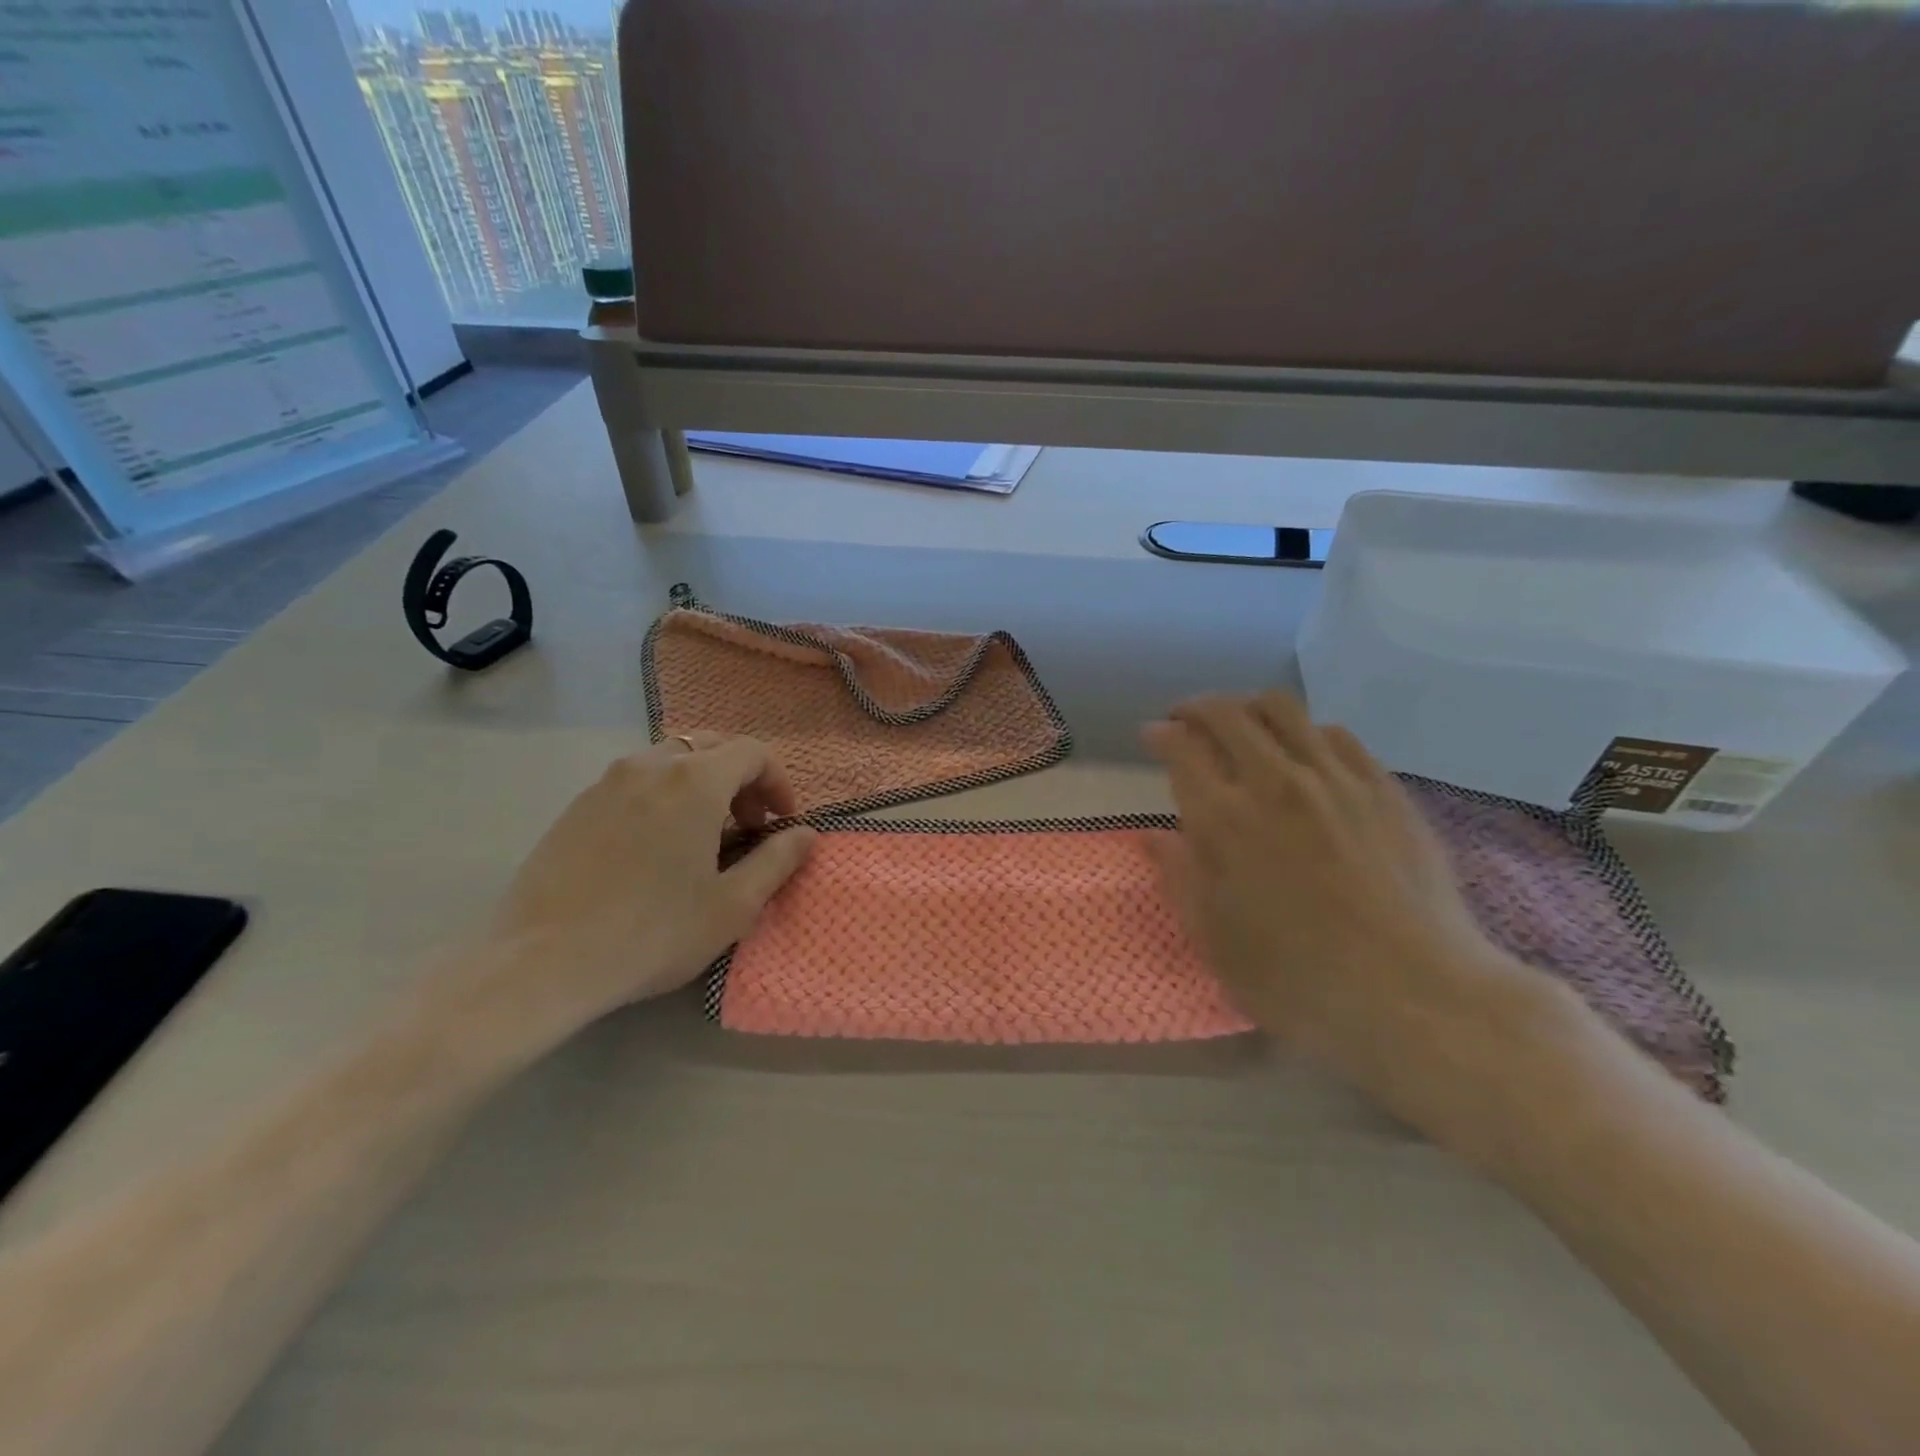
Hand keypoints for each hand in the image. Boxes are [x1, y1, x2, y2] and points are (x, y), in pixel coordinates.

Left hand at [474, 733, 815, 1044]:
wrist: (540, 961)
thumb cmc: (652, 933)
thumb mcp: (733, 905)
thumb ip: (778, 861)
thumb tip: (807, 835)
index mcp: (695, 781)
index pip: (753, 752)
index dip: (778, 782)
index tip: (782, 822)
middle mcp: (651, 765)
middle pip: (712, 747)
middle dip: (741, 780)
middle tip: (747, 827)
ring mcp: (607, 781)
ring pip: (671, 760)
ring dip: (702, 786)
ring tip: (702, 837)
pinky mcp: (577, 805)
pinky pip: (636, 781)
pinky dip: (663, 796)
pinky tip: (656, 848)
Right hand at [1144, 692, 1559, 1139]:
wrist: (1414, 994)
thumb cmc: (1296, 978)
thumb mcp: (1215, 940)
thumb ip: (1179, 877)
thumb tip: (1153, 835)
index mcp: (1224, 820)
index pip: (1182, 749)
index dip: (1161, 735)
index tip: (1153, 735)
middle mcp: (1275, 783)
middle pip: (1228, 714)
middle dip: (1197, 707)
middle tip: (1186, 720)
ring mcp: (1335, 779)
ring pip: (1283, 710)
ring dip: (1248, 708)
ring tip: (1241, 725)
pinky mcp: (1382, 787)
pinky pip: (1337, 734)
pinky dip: (1306, 731)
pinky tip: (1304, 752)